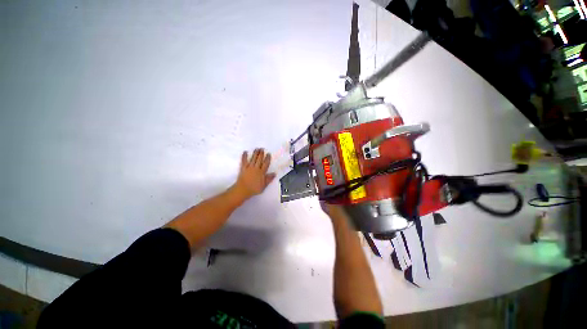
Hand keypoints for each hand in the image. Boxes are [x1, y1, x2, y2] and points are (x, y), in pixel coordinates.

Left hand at [234, 148, 275, 199]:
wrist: (243, 190)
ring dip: (255, 153)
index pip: (265, 164)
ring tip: (257, 149)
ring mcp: (249, 167)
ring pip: (253, 158)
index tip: (268, 154)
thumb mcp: (264, 185)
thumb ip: (269, 179)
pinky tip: (245, 152)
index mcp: (261, 172)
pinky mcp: (243, 168)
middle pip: (259, 159)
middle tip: (262, 149)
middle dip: (261, 153)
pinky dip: (244, 156)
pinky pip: (244, 161)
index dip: (267, 158)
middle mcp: (256, 168)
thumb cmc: (254, 189)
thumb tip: (274, 173)